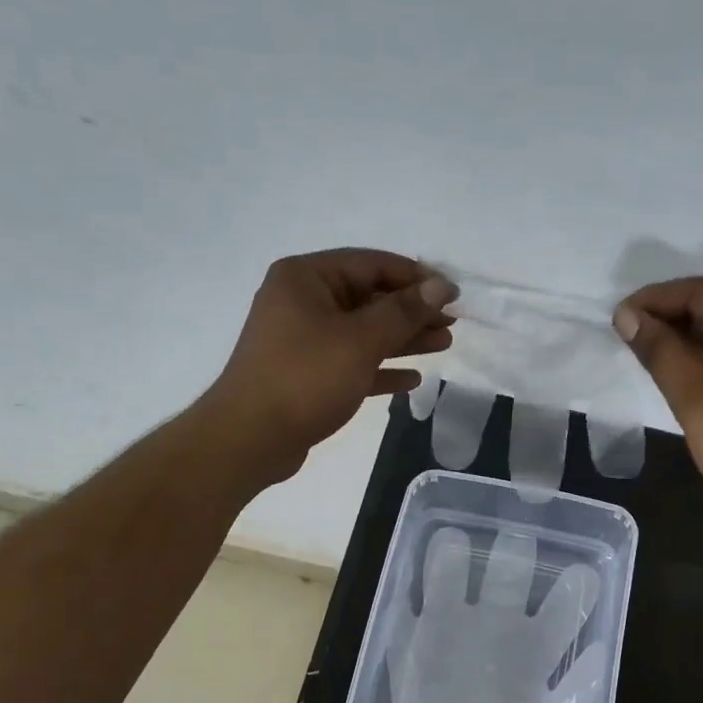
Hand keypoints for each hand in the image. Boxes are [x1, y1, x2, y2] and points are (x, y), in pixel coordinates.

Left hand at [205, 249, 454, 483]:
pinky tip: (412, 378)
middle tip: (452, 322)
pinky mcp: (308, 375)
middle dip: (412, 311)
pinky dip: (382, 368)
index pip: (371, 264)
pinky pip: (353, 363)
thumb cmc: (305, 378)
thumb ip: (404, 311)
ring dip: (403, 338)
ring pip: (364, 332)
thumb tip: (441, 285)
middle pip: (369, 298)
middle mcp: (302, 302)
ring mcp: (304, 340)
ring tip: (444, 344)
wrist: (250, 439)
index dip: (416, 277)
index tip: (452, 293)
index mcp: (306, 278)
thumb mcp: (360, 340)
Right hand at [614, 276, 702, 528]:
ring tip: (651, 356)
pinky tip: (689, 372)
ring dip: (692, 339)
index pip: (700, 291)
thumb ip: (659, 349)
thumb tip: (627, 316)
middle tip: (629, 339)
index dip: (653, 302)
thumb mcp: (694, 394)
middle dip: (672, 319)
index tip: (616, 319)